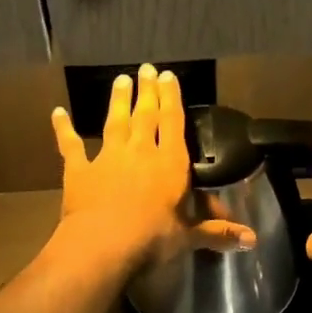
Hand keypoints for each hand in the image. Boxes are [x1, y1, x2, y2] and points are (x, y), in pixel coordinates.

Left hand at [51, 64, 256, 268]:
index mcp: (170, 164)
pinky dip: (64, 129)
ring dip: (119, 101)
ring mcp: (108, 158)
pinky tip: (58, 113)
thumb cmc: (154, 238)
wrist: (104, 244)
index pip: (173, 123)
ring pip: (115, 122)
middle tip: (147, 68)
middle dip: (147, 91)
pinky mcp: (80, 171)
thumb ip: (218, 233)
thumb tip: (253, 240)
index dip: (171, 98)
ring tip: (121, 79)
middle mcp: (141, 152)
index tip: (169, 76)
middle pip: (146, 115)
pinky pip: (71, 145)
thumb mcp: (190, 237)